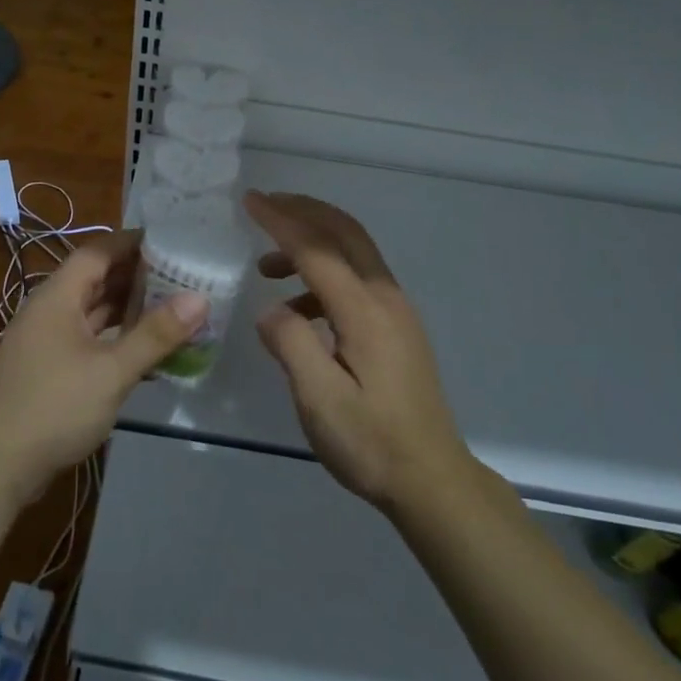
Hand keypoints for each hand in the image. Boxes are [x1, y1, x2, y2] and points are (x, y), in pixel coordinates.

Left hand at [0, 230, 206, 507]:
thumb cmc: (54, 407)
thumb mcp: (112, 371)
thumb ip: (155, 334)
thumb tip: (200, 298)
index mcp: (57, 297)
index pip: (97, 251)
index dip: (132, 242)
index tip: (171, 240)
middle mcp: (49, 310)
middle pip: (95, 279)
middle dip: (136, 275)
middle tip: (182, 274)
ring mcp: (46, 340)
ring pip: (91, 310)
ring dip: (127, 307)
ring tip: (171, 306)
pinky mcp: (48, 368)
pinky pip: (87, 337)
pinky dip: (115, 336)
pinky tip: (143, 349)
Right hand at [246, 191, 471, 511]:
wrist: (432, 480)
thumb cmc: (372, 444)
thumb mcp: (320, 400)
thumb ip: (291, 345)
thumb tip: (271, 310)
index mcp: (365, 312)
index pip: (317, 249)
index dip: (281, 221)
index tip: (249, 201)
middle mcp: (385, 299)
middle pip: (345, 233)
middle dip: (303, 211)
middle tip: (264, 204)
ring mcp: (396, 311)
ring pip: (353, 254)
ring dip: (311, 244)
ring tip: (267, 266)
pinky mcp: (396, 328)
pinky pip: (357, 280)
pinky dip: (323, 276)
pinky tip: (298, 309)